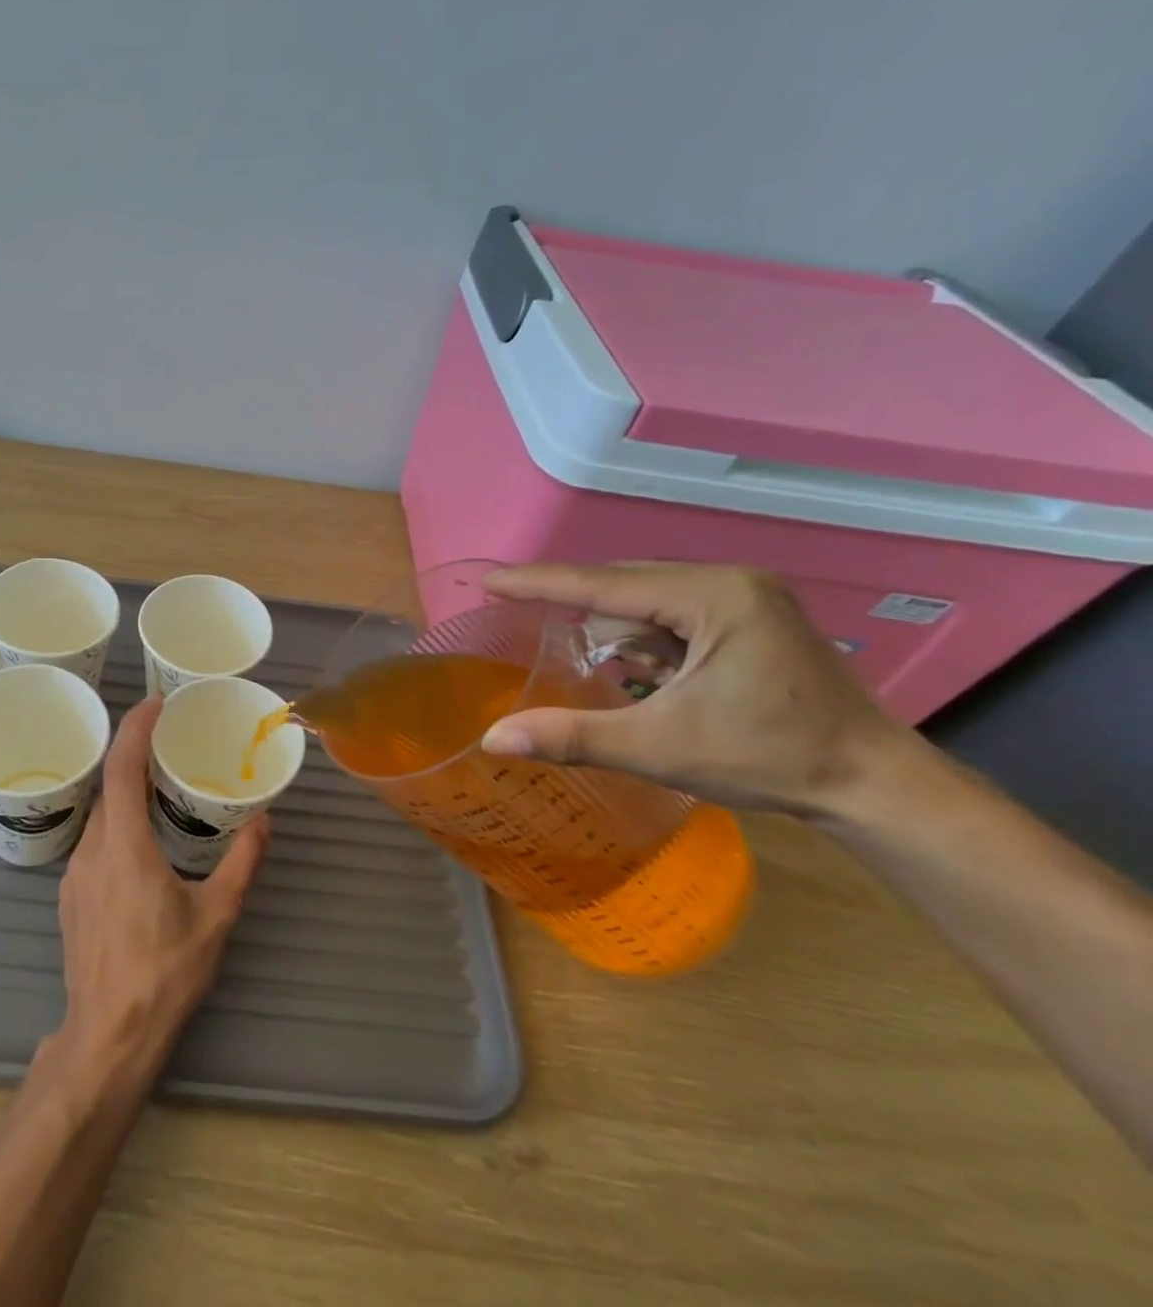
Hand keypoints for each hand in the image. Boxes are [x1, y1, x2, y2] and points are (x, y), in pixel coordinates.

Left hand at [54, 696, 269, 1063]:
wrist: (108, 1037)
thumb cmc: (164, 973)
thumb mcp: (216, 916)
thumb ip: (242, 863)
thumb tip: (265, 822)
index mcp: (124, 846)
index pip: (122, 769)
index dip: (135, 729)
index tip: (155, 704)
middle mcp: (91, 851)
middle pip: (108, 788)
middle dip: (135, 760)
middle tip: (170, 748)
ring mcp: (74, 876)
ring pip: (99, 818)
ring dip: (125, 797)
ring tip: (161, 793)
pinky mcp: (70, 898)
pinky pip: (92, 845)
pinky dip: (115, 827)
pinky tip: (141, 847)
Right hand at [480, 562, 916, 817]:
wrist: (873, 784)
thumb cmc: (768, 759)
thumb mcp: (658, 748)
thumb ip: (571, 736)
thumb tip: (492, 739)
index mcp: (712, 596)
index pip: (603, 583)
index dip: (540, 583)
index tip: (491, 581)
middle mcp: (730, 581)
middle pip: (625, 586)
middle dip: (587, 618)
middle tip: (547, 644)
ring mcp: (747, 596)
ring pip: (648, 600)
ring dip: (622, 634)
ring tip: (629, 681)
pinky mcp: (753, 616)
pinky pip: (674, 613)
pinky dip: (650, 640)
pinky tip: (655, 676)